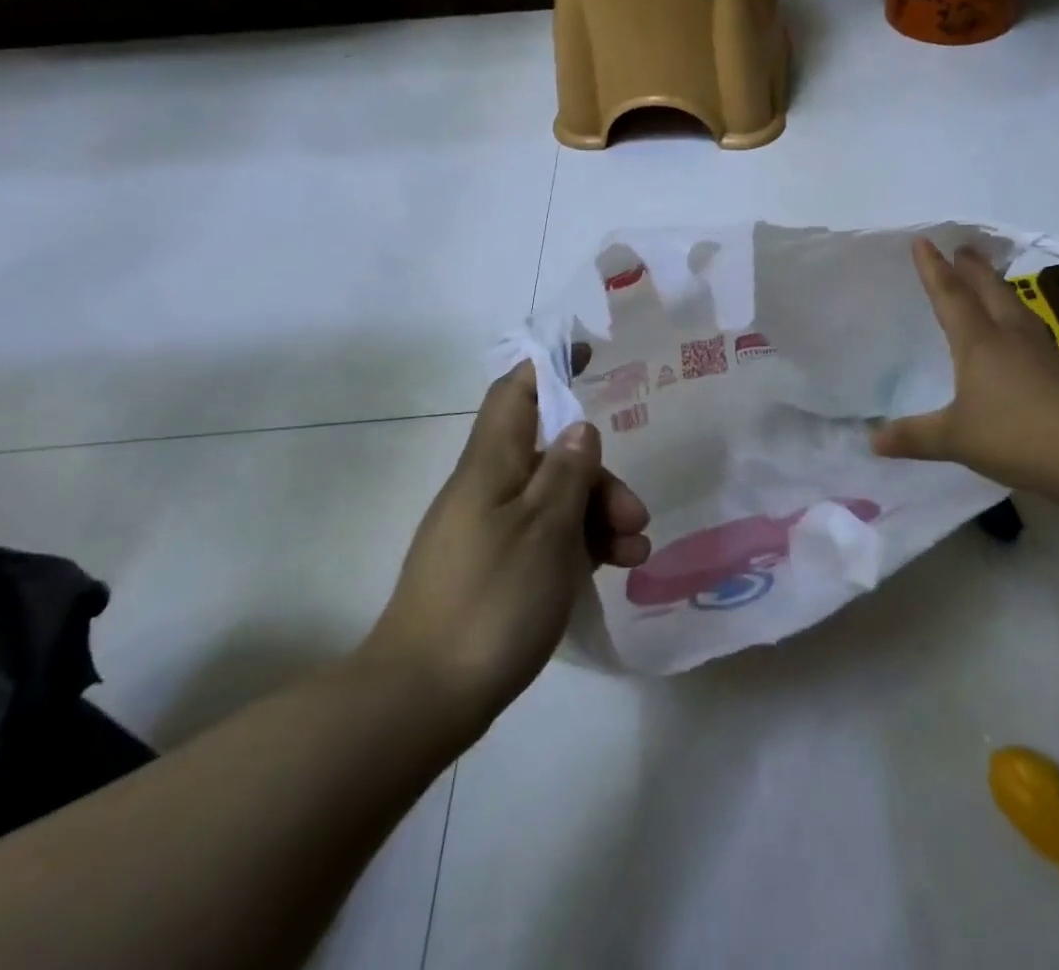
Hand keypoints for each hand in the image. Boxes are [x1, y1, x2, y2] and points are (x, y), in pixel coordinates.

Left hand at [358, 363, 650, 734]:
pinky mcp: (494, 571)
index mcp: (491, 464)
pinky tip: (612, 571)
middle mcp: (487, 489)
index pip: (515, 393)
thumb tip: (579, 428)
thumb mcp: (546, 529)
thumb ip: (568, 472)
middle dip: (599, 477)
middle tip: (636, 517)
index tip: (591, 356)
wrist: (422, 700)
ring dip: (599, 517)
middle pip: (551, 455)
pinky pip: (545, 539)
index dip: (550, 367)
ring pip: (554, 501)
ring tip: (635, 554)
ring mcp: (489, 532)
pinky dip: (580, 547)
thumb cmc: (491, 599)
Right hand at [872, 239, 1058, 499]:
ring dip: (997, 288)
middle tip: (962, 248)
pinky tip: (1020, 333)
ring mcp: (1042, 352)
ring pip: (1015, 307)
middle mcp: (1011, 337)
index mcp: (980, 343)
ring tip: (988, 281)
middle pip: (989, 291)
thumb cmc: (1017, 436)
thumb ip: (914, 437)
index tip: (924, 242)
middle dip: (972, 269)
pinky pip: (1031, 330)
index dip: (934, 269)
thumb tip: (872, 440)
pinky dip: (1016, 318)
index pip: (951, 296)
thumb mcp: (956, 439)